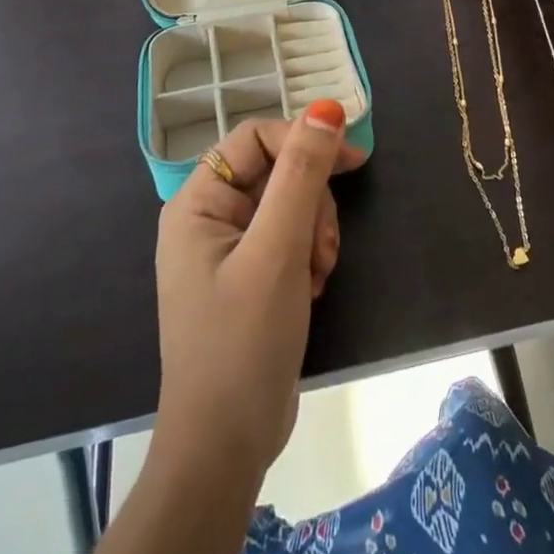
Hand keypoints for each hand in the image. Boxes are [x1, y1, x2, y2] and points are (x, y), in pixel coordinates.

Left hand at [154, 102, 363, 475]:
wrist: (226, 446)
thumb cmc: (243, 341)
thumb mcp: (278, 250)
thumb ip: (302, 174)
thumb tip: (326, 108)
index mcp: (198, 202)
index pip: (256, 139)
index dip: (305, 139)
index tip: (356, 158)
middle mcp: (209, 217)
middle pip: (279, 173)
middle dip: (311, 205)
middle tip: (320, 249)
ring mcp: (230, 250)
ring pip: (292, 206)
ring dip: (315, 234)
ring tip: (315, 276)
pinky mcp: (251, 277)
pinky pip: (291, 239)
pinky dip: (309, 257)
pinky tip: (311, 290)